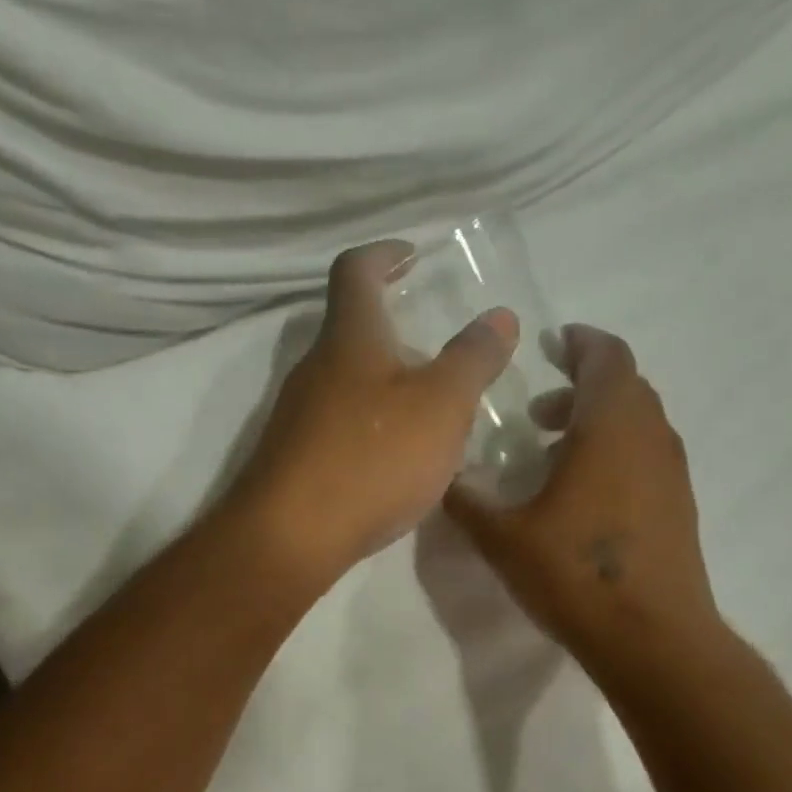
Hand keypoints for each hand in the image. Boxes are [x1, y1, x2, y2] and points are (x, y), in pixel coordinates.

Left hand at [230, 239, 519, 587]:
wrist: (292, 536)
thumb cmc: (372, 458)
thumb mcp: (442, 405)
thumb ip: (473, 359)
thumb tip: (499, 317)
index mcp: (350, 338)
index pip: (356, 271)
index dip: (384, 254)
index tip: (412, 255)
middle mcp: (314, 368)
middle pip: (351, 331)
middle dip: (394, 331)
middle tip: (437, 351)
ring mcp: (296, 417)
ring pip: (345, 384)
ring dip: (384, 386)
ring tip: (428, 411)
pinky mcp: (293, 460)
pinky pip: (337, 428)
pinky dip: (369, 428)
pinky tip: (394, 461)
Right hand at [444, 324, 721, 677]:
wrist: (651, 636)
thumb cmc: (575, 574)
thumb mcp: (503, 538)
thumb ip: (467, 502)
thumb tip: (441, 479)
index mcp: (610, 426)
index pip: (606, 357)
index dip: (579, 342)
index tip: (552, 341)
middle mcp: (650, 437)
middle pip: (624, 386)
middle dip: (581, 385)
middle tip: (538, 409)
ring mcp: (672, 472)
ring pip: (637, 422)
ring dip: (598, 421)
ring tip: (552, 451)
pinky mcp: (679, 506)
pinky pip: (646, 455)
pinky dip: (615, 452)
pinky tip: (582, 493)